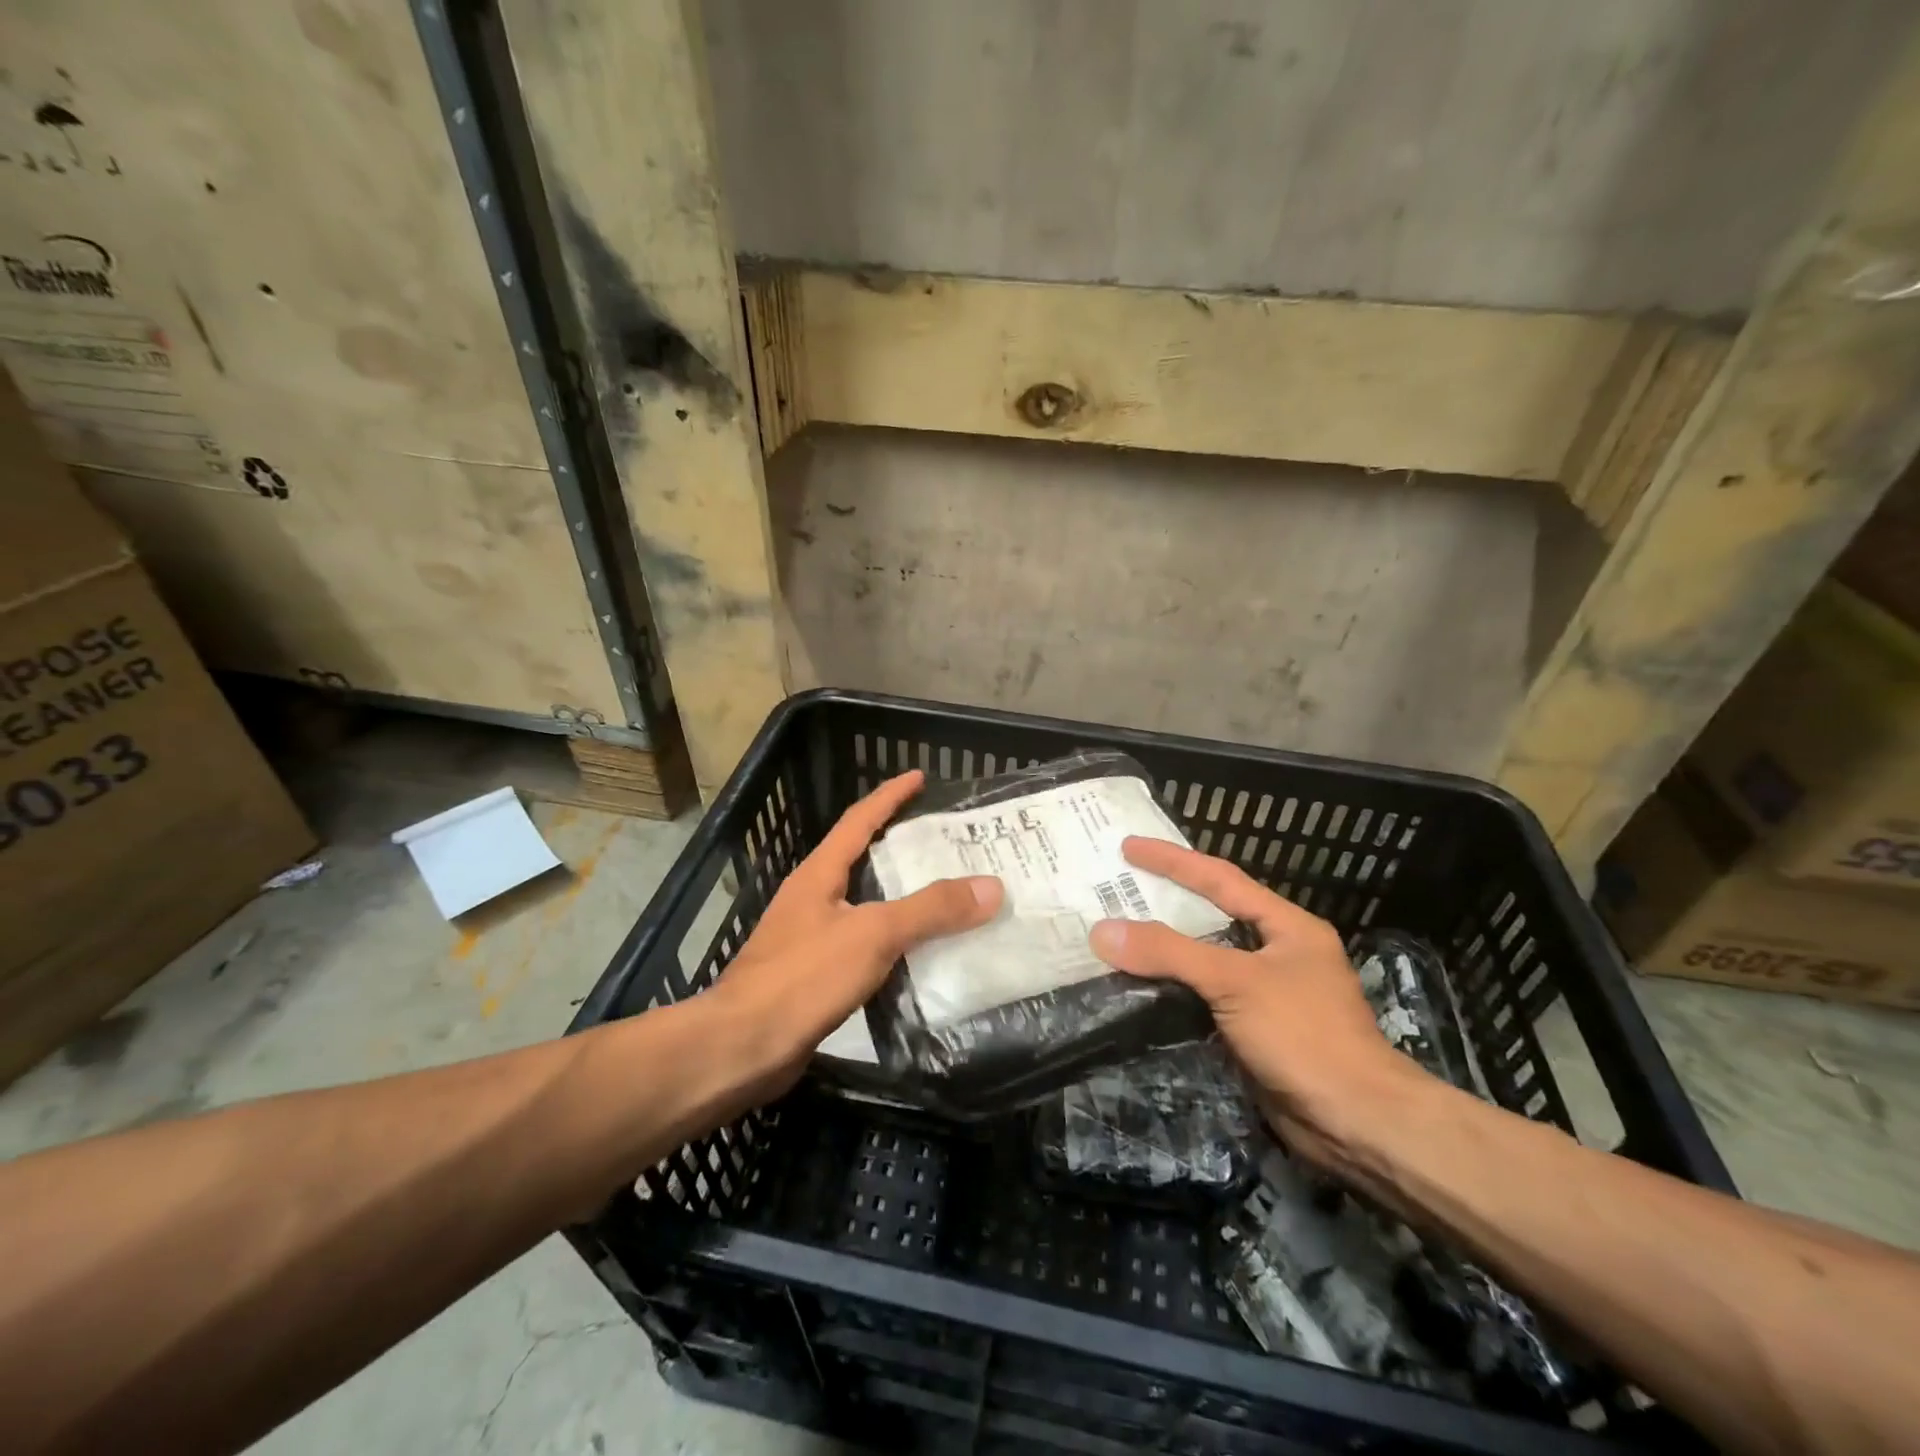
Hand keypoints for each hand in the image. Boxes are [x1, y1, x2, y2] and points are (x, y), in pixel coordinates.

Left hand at [709, 770, 1002, 1096]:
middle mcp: (813, 898)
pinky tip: (919, 955)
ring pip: (866, 904)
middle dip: (902, 847)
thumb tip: (990, 886)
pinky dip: (894, 942)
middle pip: (863, 859)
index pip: (859, 820)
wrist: (742, 1048)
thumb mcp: (873, 934)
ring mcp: (810, 937)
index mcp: (819, 874)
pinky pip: (864, 945)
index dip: (890, 796)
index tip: (920, 777)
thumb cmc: (803, 977)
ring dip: (902, 897)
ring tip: (946, 896)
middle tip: (949, 843)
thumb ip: (931, 909)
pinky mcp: (814, 976)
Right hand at [1088, 836, 1433, 1164]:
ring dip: (1164, 949)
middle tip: (1117, 887)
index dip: (1173, 860)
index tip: (1128, 847)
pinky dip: (1171, 988)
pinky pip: (1203, 997)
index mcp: (1287, 926)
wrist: (1356, 1125)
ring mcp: (1267, 995)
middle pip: (1211, 916)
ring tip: (1118, 933)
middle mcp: (1278, 953)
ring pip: (1204, 959)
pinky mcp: (1253, 1032)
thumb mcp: (1235, 982)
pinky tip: (1139, 986)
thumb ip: (1169, 953)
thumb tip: (1102, 931)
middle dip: (1165, 900)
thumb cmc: (1304, 1036)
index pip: (1221, 879)